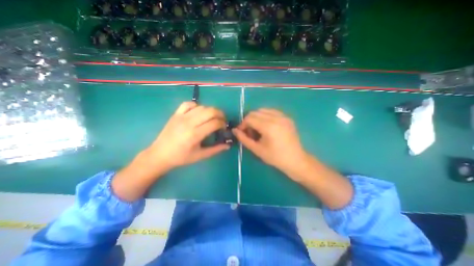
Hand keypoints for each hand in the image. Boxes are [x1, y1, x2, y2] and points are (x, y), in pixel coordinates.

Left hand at [112, 101, 228, 201]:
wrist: (159, 154)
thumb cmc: (181, 157)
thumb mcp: (200, 155)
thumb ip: (215, 149)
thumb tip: (228, 145)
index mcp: (195, 134)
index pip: (214, 123)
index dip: (222, 123)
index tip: (224, 127)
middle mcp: (189, 122)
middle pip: (210, 111)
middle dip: (220, 114)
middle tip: (222, 120)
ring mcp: (181, 117)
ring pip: (201, 107)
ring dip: (210, 110)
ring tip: (212, 117)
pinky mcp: (175, 114)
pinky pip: (188, 104)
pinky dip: (196, 106)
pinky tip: (198, 112)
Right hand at [233, 108, 311, 178]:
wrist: (296, 160)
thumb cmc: (275, 158)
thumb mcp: (257, 149)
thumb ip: (244, 138)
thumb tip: (235, 130)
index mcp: (268, 126)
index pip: (249, 118)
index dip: (242, 124)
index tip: (241, 132)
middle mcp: (276, 117)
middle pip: (255, 112)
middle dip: (249, 121)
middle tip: (249, 132)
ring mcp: (283, 116)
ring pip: (263, 110)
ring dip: (256, 118)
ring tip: (258, 129)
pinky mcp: (287, 117)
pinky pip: (272, 111)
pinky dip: (265, 116)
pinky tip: (266, 126)